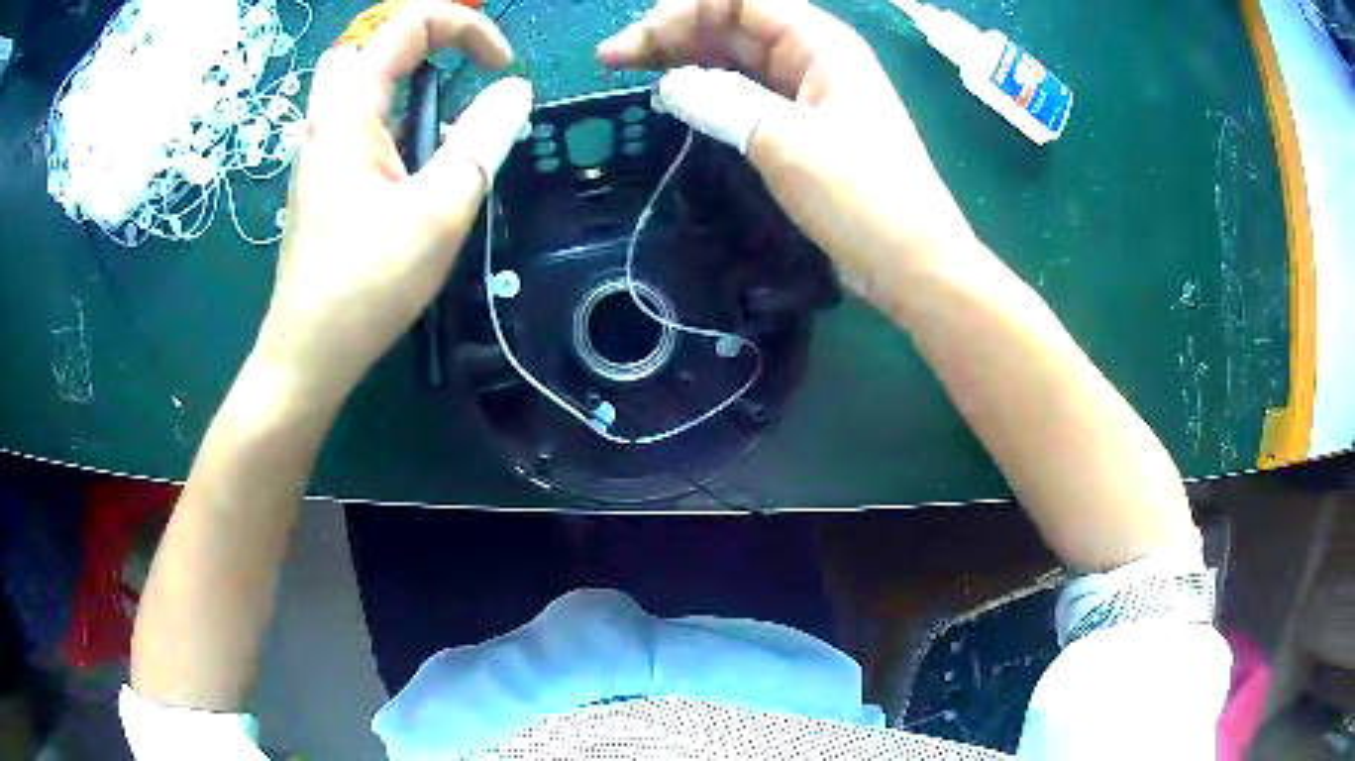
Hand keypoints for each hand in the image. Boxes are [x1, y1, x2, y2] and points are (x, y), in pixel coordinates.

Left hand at [254, 0, 531, 404]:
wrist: (309, 353)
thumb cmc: (367, 285)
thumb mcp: (439, 210)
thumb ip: (483, 140)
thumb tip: (514, 91)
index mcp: (349, 109)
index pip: (408, 24)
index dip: (466, 27)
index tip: (502, 68)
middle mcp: (325, 117)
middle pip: (369, 43)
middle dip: (423, 41)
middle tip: (459, 70)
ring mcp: (318, 149)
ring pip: (357, 81)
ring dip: (405, 79)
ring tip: (442, 119)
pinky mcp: (321, 178)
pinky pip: (356, 120)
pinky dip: (393, 116)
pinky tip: (414, 164)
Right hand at [598, 0, 978, 310]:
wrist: (912, 263)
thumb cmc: (864, 198)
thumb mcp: (789, 142)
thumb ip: (724, 102)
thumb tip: (672, 85)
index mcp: (820, 44)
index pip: (740, 0)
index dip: (682, 12)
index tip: (635, 47)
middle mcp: (813, 57)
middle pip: (732, 23)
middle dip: (672, 33)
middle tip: (613, 60)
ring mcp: (808, 92)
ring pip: (735, 57)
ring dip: (684, 60)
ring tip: (633, 78)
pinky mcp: (802, 126)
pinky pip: (746, 93)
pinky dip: (708, 92)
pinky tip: (678, 103)